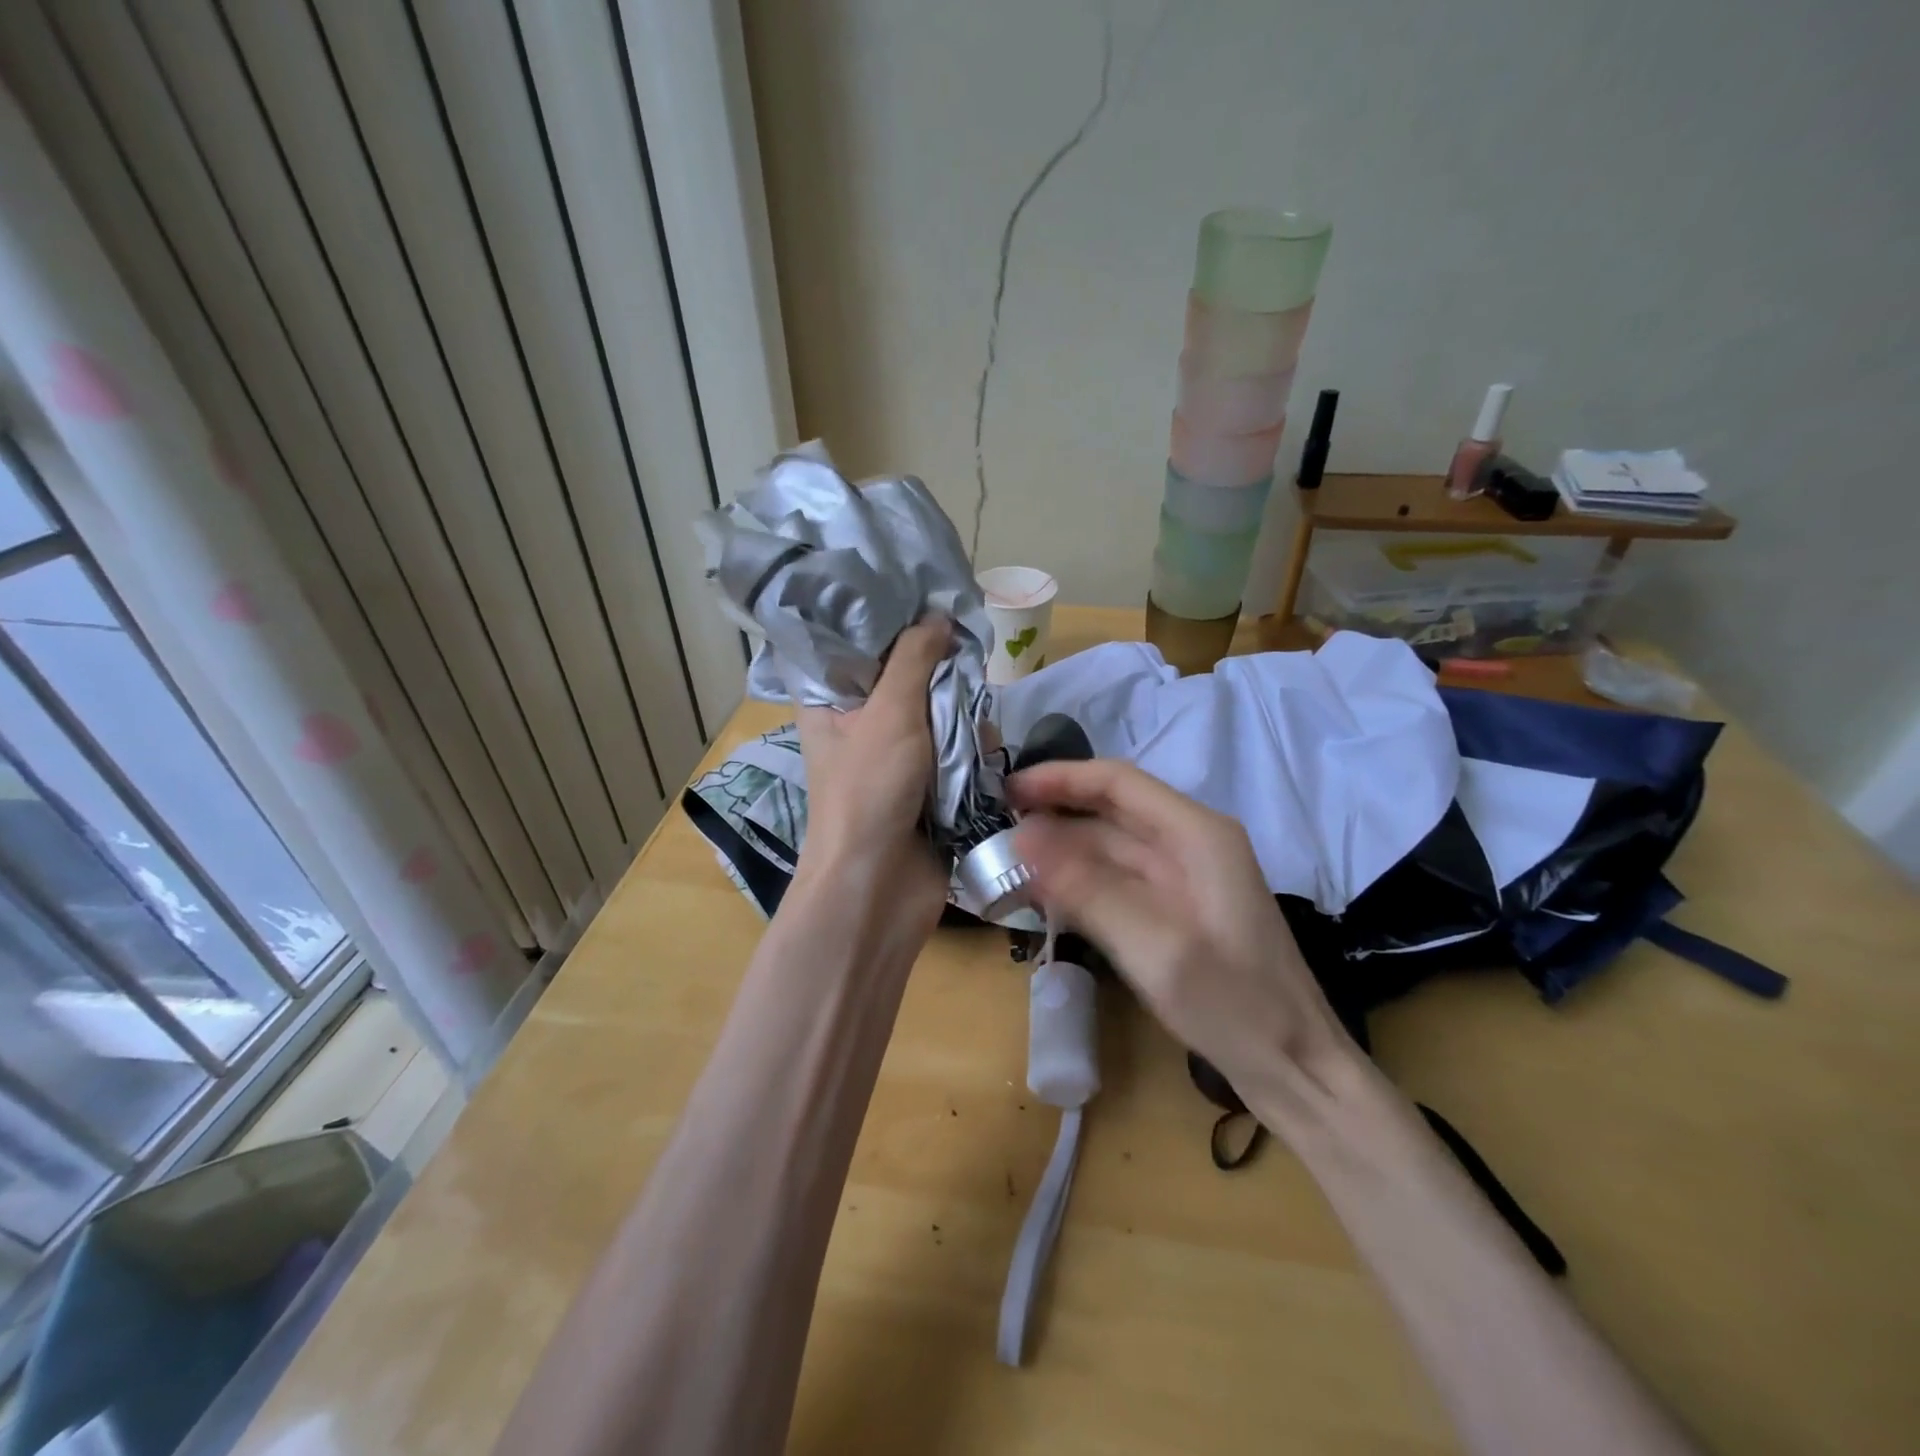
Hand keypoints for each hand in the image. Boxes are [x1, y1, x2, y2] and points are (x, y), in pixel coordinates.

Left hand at [793, 616, 952, 913]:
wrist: (879, 886)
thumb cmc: (868, 792)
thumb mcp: (889, 713)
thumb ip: (914, 659)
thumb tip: (938, 616)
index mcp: (830, 702)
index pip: (853, 644)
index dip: (886, 619)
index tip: (925, 595)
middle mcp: (860, 723)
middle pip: (905, 674)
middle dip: (939, 669)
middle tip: (966, 655)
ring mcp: (896, 755)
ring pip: (938, 710)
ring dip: (962, 712)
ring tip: (976, 721)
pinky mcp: (928, 782)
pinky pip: (956, 747)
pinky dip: (973, 746)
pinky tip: (987, 748)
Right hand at [1010, 759, 1356, 1099]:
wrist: (1295, 1068)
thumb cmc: (1233, 1005)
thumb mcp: (1155, 947)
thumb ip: (1087, 888)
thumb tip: (1023, 836)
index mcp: (1197, 834)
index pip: (1117, 782)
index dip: (1059, 778)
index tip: (1007, 791)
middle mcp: (1190, 843)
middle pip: (1111, 809)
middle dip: (1054, 812)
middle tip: (996, 825)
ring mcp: (1184, 877)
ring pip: (1110, 845)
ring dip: (1062, 849)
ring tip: (1007, 860)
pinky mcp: (1176, 908)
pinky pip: (1117, 879)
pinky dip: (1079, 880)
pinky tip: (1043, 893)